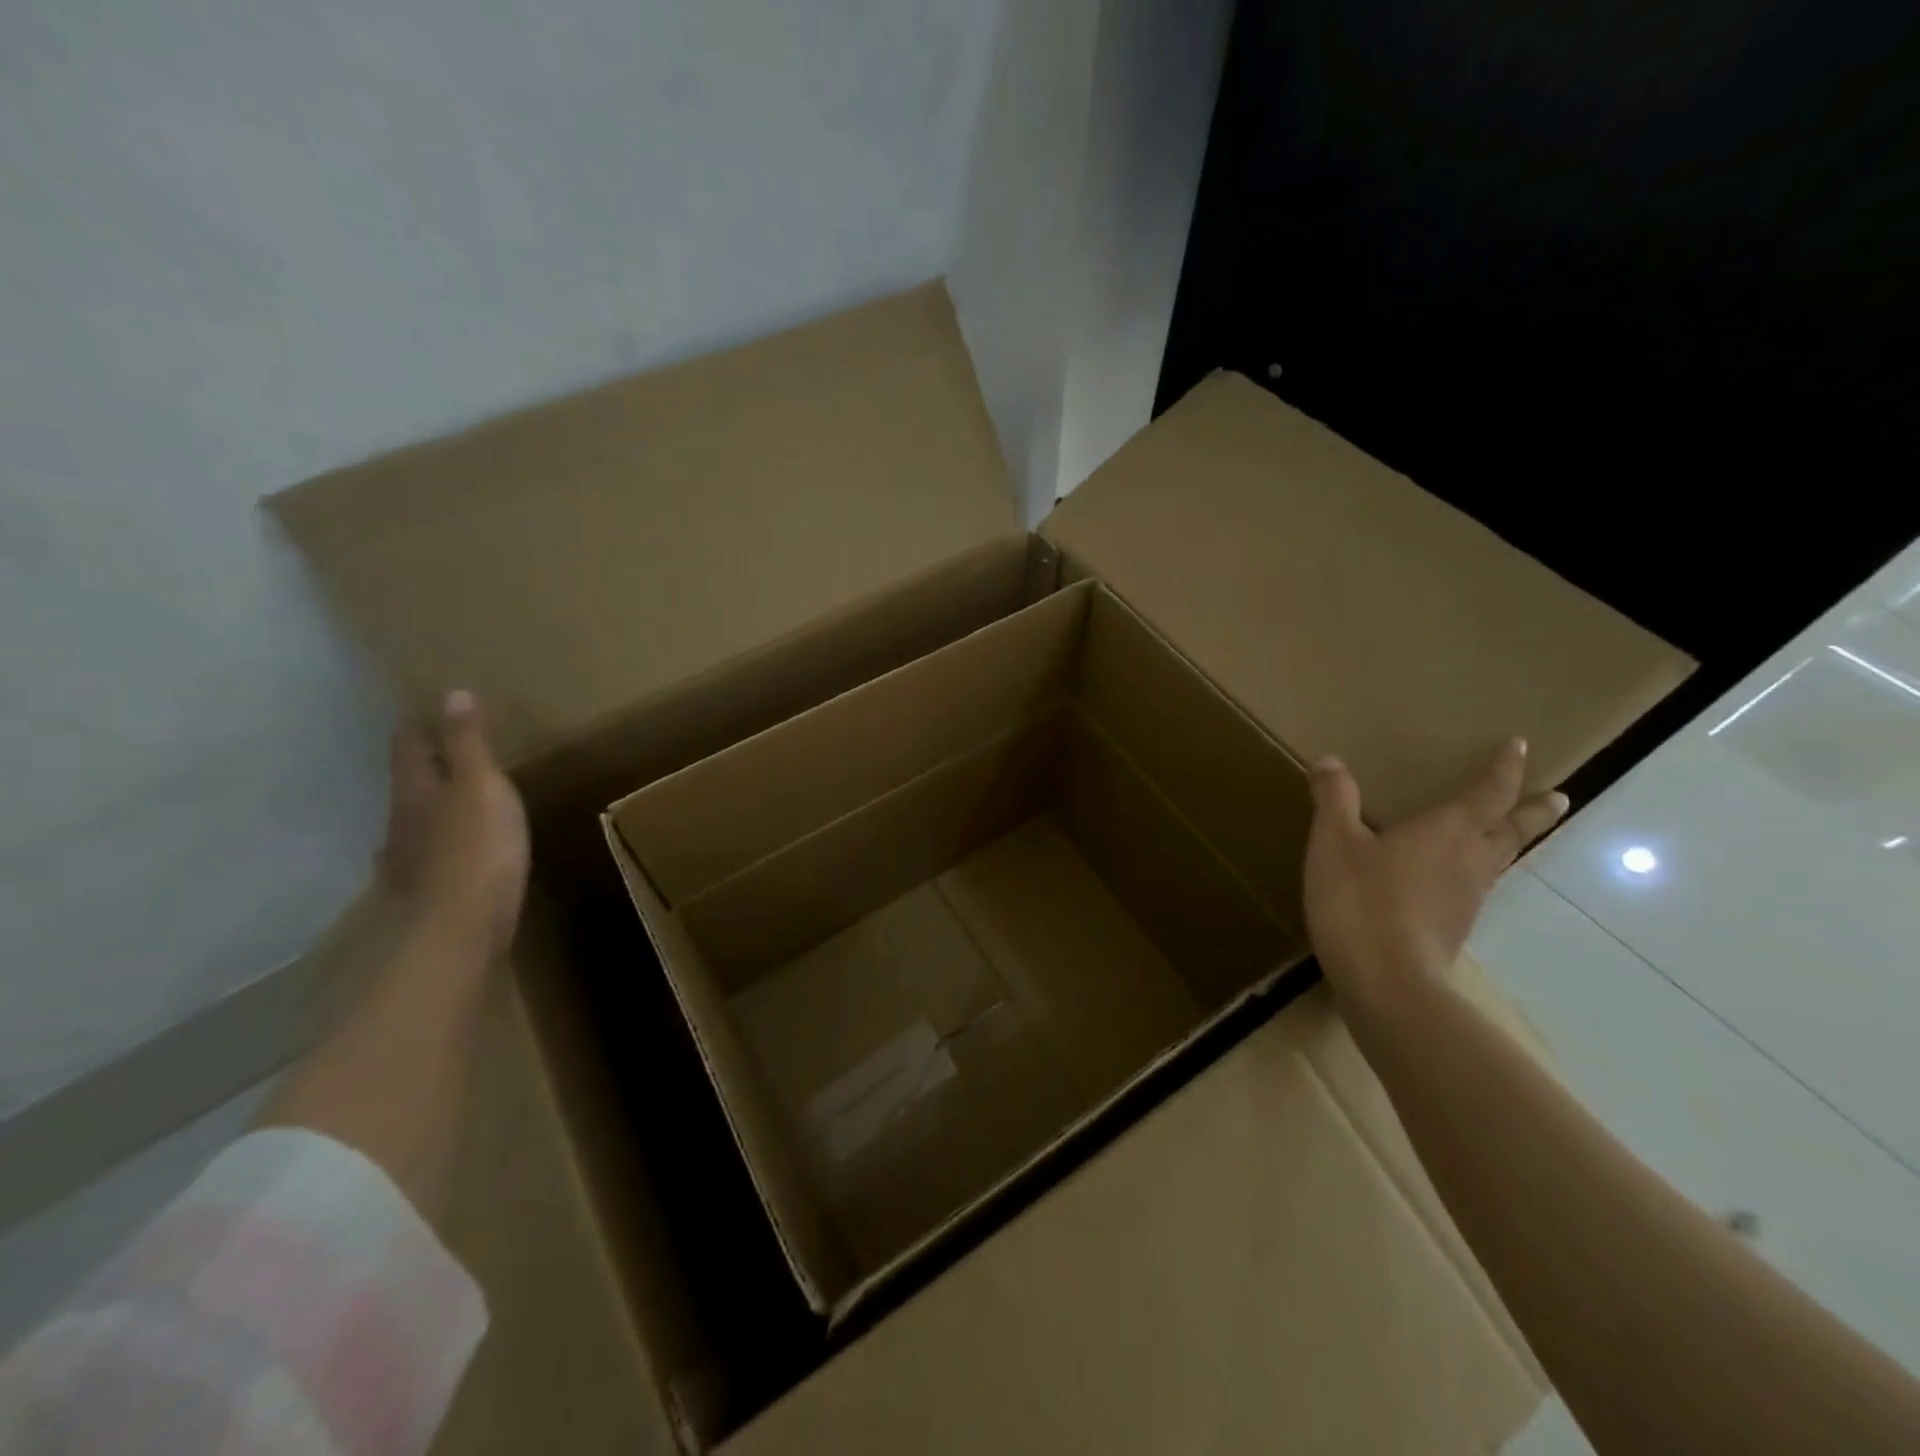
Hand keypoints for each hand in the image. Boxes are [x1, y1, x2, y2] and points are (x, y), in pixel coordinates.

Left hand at [377, 689, 529, 961]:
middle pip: (408, 783)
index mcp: (416, 789)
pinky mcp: (426, 889)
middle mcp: (402, 820)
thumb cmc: (476, 848)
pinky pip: (427, 854)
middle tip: (447, 752)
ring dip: (431, 806)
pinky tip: (448, 852)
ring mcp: (409, 858)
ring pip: (415, 820)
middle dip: (424, 766)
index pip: (409, 746)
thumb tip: (452, 693)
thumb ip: (468, 744)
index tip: (428, 710)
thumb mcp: (481, 786)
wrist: (458, 928)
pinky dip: (437, 844)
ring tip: (455, 800)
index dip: (419, 726)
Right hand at [1303, 737, 1568, 1020]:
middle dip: (1533, 811)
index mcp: (1447, 831)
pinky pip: (1475, 889)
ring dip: (1510, 842)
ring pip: (1500, 861)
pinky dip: (1476, 873)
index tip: (1521, 745)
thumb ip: (1334, 800)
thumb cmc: (1361, 901)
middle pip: (1512, 830)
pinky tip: (1455, 881)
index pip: (1488, 793)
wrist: (1385, 981)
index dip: (1505, 769)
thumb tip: (1330, 761)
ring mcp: (1467, 899)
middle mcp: (1470, 860)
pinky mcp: (1453, 929)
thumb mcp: (1334, 842)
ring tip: (1508, 834)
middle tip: (1559, 798)